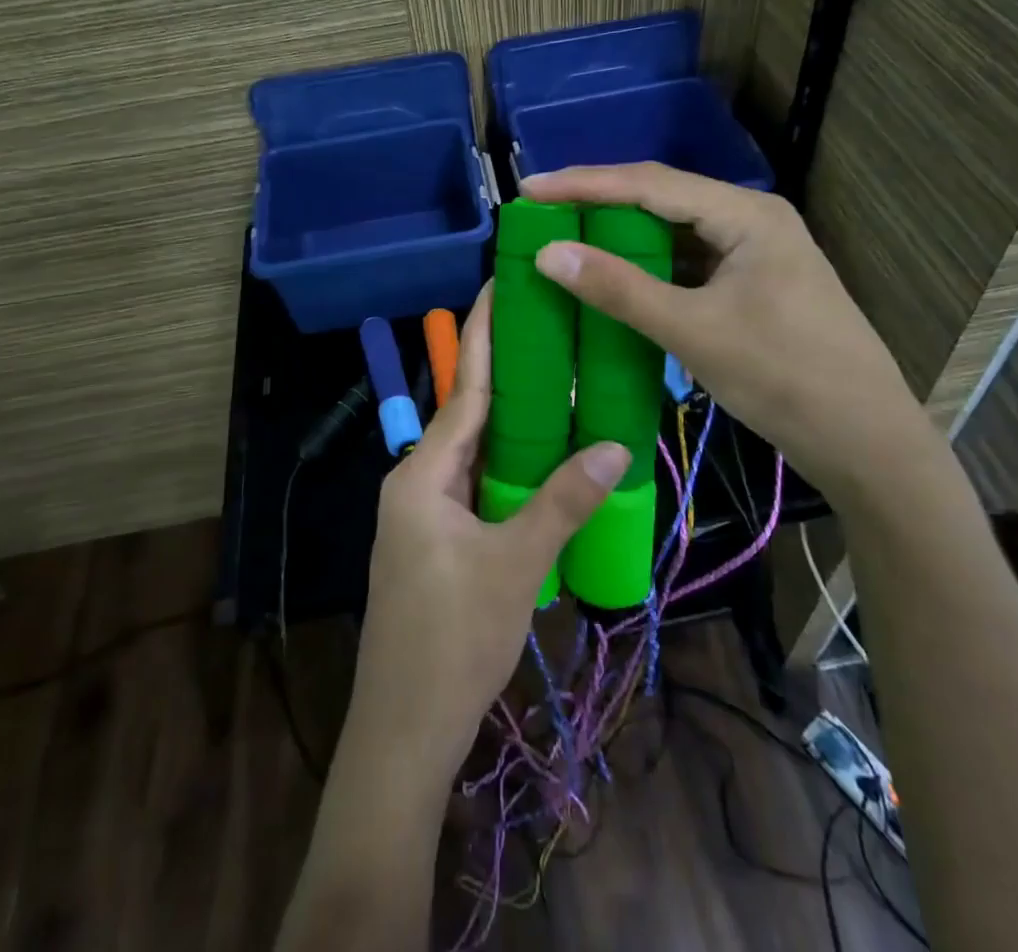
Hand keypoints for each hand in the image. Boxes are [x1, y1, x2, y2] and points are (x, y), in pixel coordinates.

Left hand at [349, 284, 628, 784]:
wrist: (404, 731)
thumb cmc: (452, 641)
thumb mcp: (515, 566)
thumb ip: (562, 502)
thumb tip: (613, 445)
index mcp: (423, 473)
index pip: (465, 390)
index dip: (486, 337)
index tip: (503, 286)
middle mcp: (417, 481)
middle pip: (469, 415)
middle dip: (507, 373)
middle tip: (552, 329)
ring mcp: (423, 514)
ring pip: (474, 453)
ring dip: (512, 424)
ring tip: (559, 383)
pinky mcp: (436, 542)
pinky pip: (476, 486)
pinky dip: (508, 467)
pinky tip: (543, 460)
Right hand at [522, 164, 944, 508]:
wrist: (866, 443)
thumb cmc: (785, 377)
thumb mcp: (693, 330)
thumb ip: (619, 288)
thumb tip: (548, 253)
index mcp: (746, 214)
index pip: (650, 183)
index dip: (584, 183)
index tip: (529, 188)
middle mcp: (751, 220)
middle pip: (662, 199)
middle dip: (600, 204)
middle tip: (542, 212)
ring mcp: (755, 253)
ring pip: (675, 233)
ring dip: (623, 237)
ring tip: (567, 239)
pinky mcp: (753, 286)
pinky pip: (688, 264)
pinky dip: (649, 269)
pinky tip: (615, 278)